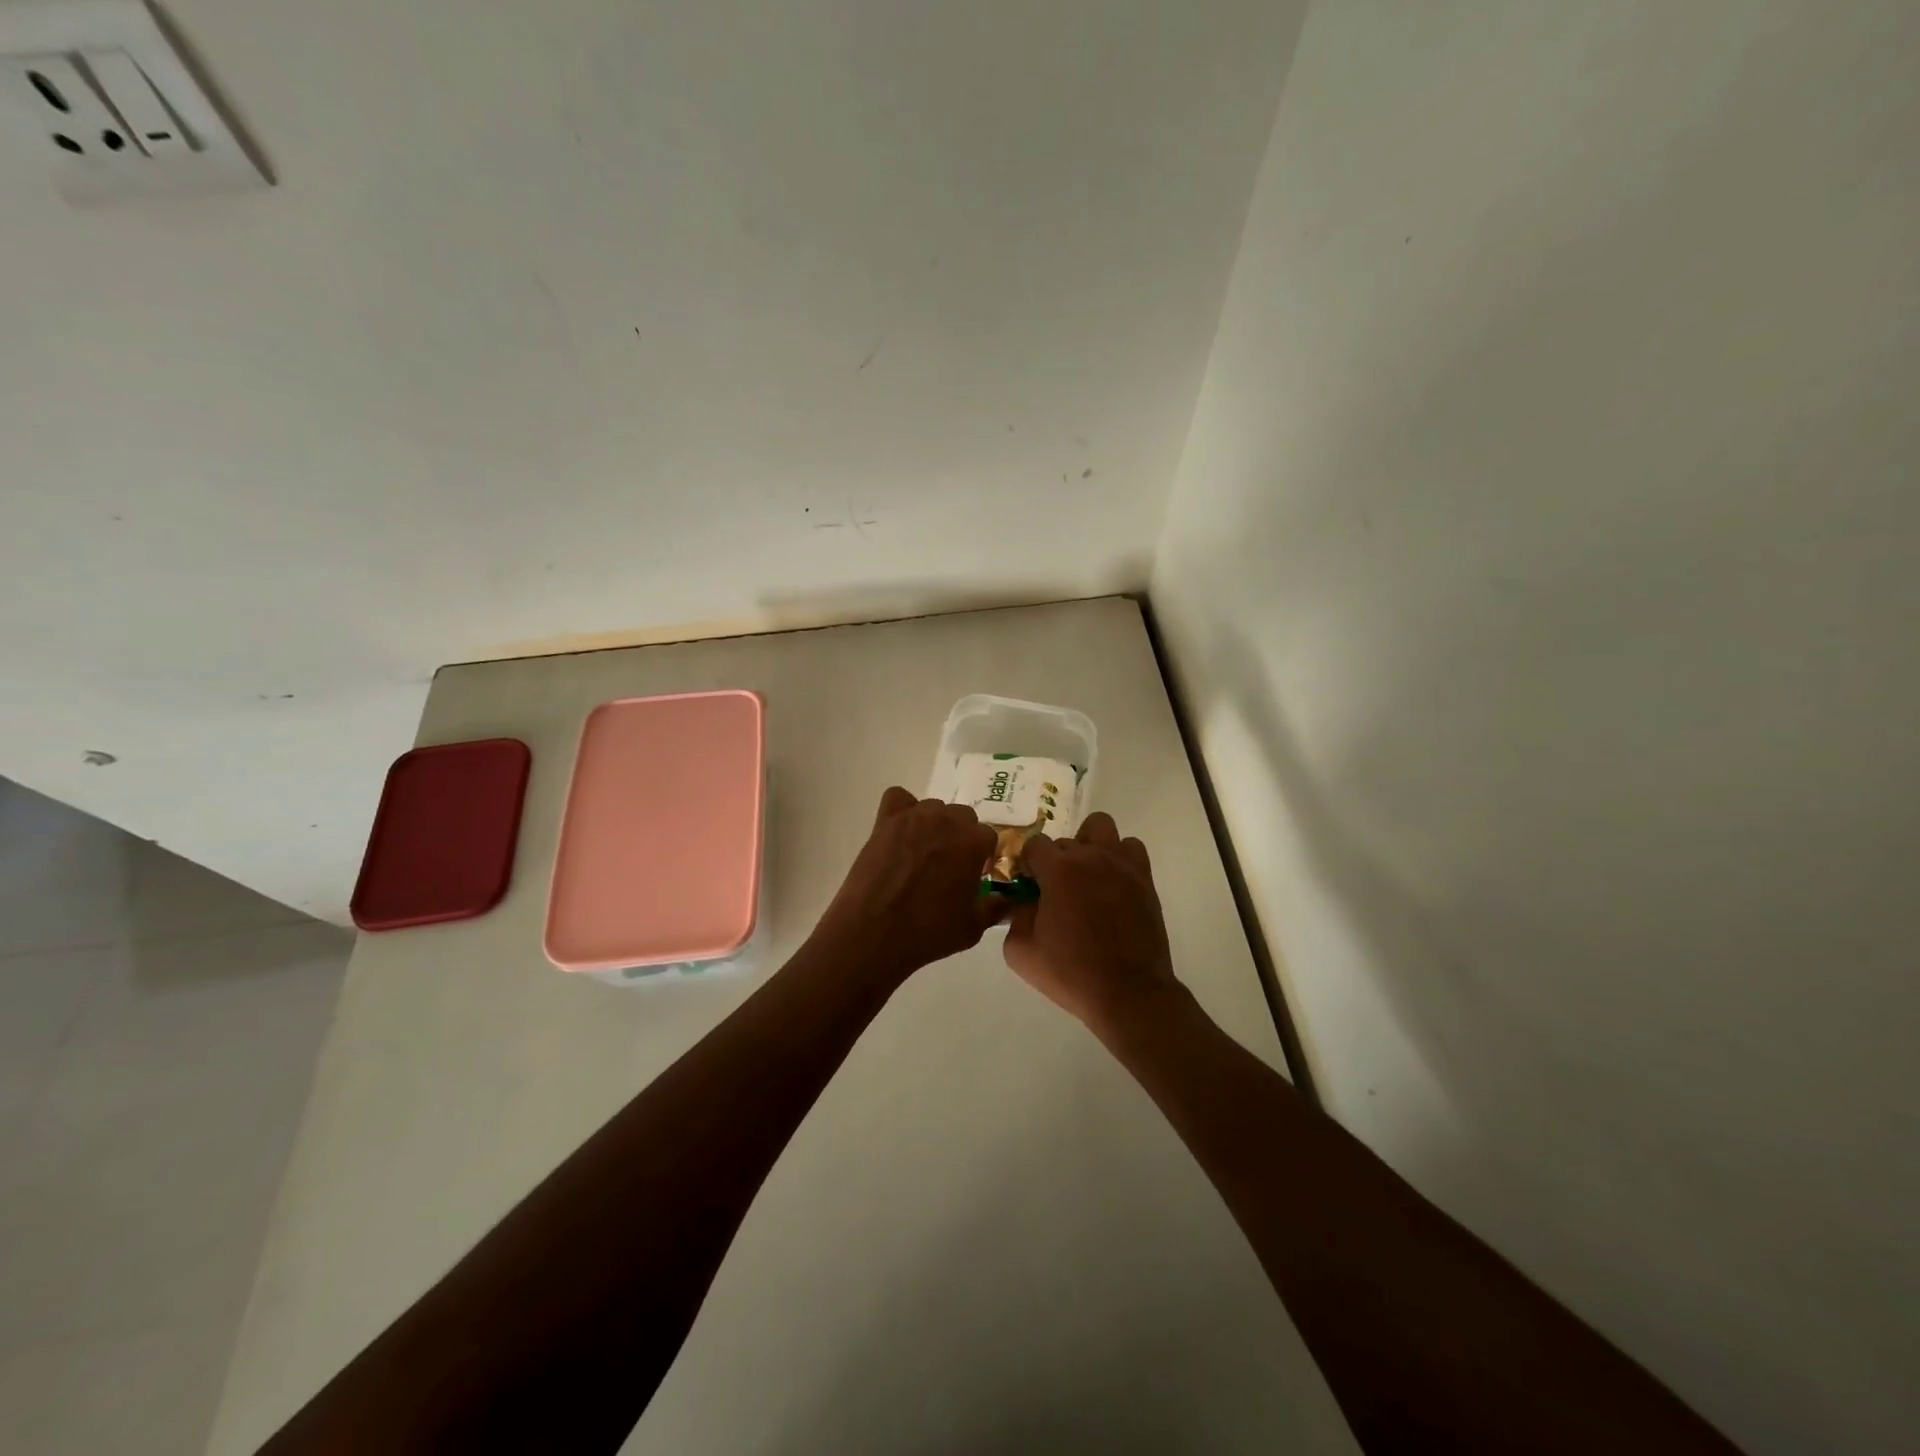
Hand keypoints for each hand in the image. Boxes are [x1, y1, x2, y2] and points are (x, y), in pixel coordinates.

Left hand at [812, 787, 1001, 982]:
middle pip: (963, 817)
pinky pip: (899, 798)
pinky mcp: (886, 820)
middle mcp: (947, 820)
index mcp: (974, 842)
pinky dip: (902, 810)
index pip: (988, 837)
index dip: (982, 857)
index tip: (973, 875)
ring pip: (934, 809)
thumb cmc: (928, 933)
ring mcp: (914, 817)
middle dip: (960, 838)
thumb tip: (1009, 900)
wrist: (873, 933)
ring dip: (934, 825)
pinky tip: (900, 833)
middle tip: (948, 866)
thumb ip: (995, 907)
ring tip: (921, 854)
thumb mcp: (973, 927)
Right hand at [1002, 812, 1184, 1033]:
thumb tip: (1023, 903)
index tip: (1029, 886)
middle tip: (1055, 891)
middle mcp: (1090, 857)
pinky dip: (1119, 856)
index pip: (1034, 845)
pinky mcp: (1143, 878)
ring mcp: (1121, 864)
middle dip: (1055, 861)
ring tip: (1086, 874)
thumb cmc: (1071, 973)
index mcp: (1058, 870)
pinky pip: (1130, 847)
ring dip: (1088, 844)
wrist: (1128, 992)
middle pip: (1064, 840)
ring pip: (1100, 827)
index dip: (1027, 864)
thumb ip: (1014, 918)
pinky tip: (1112, 883)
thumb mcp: (1021, 952)